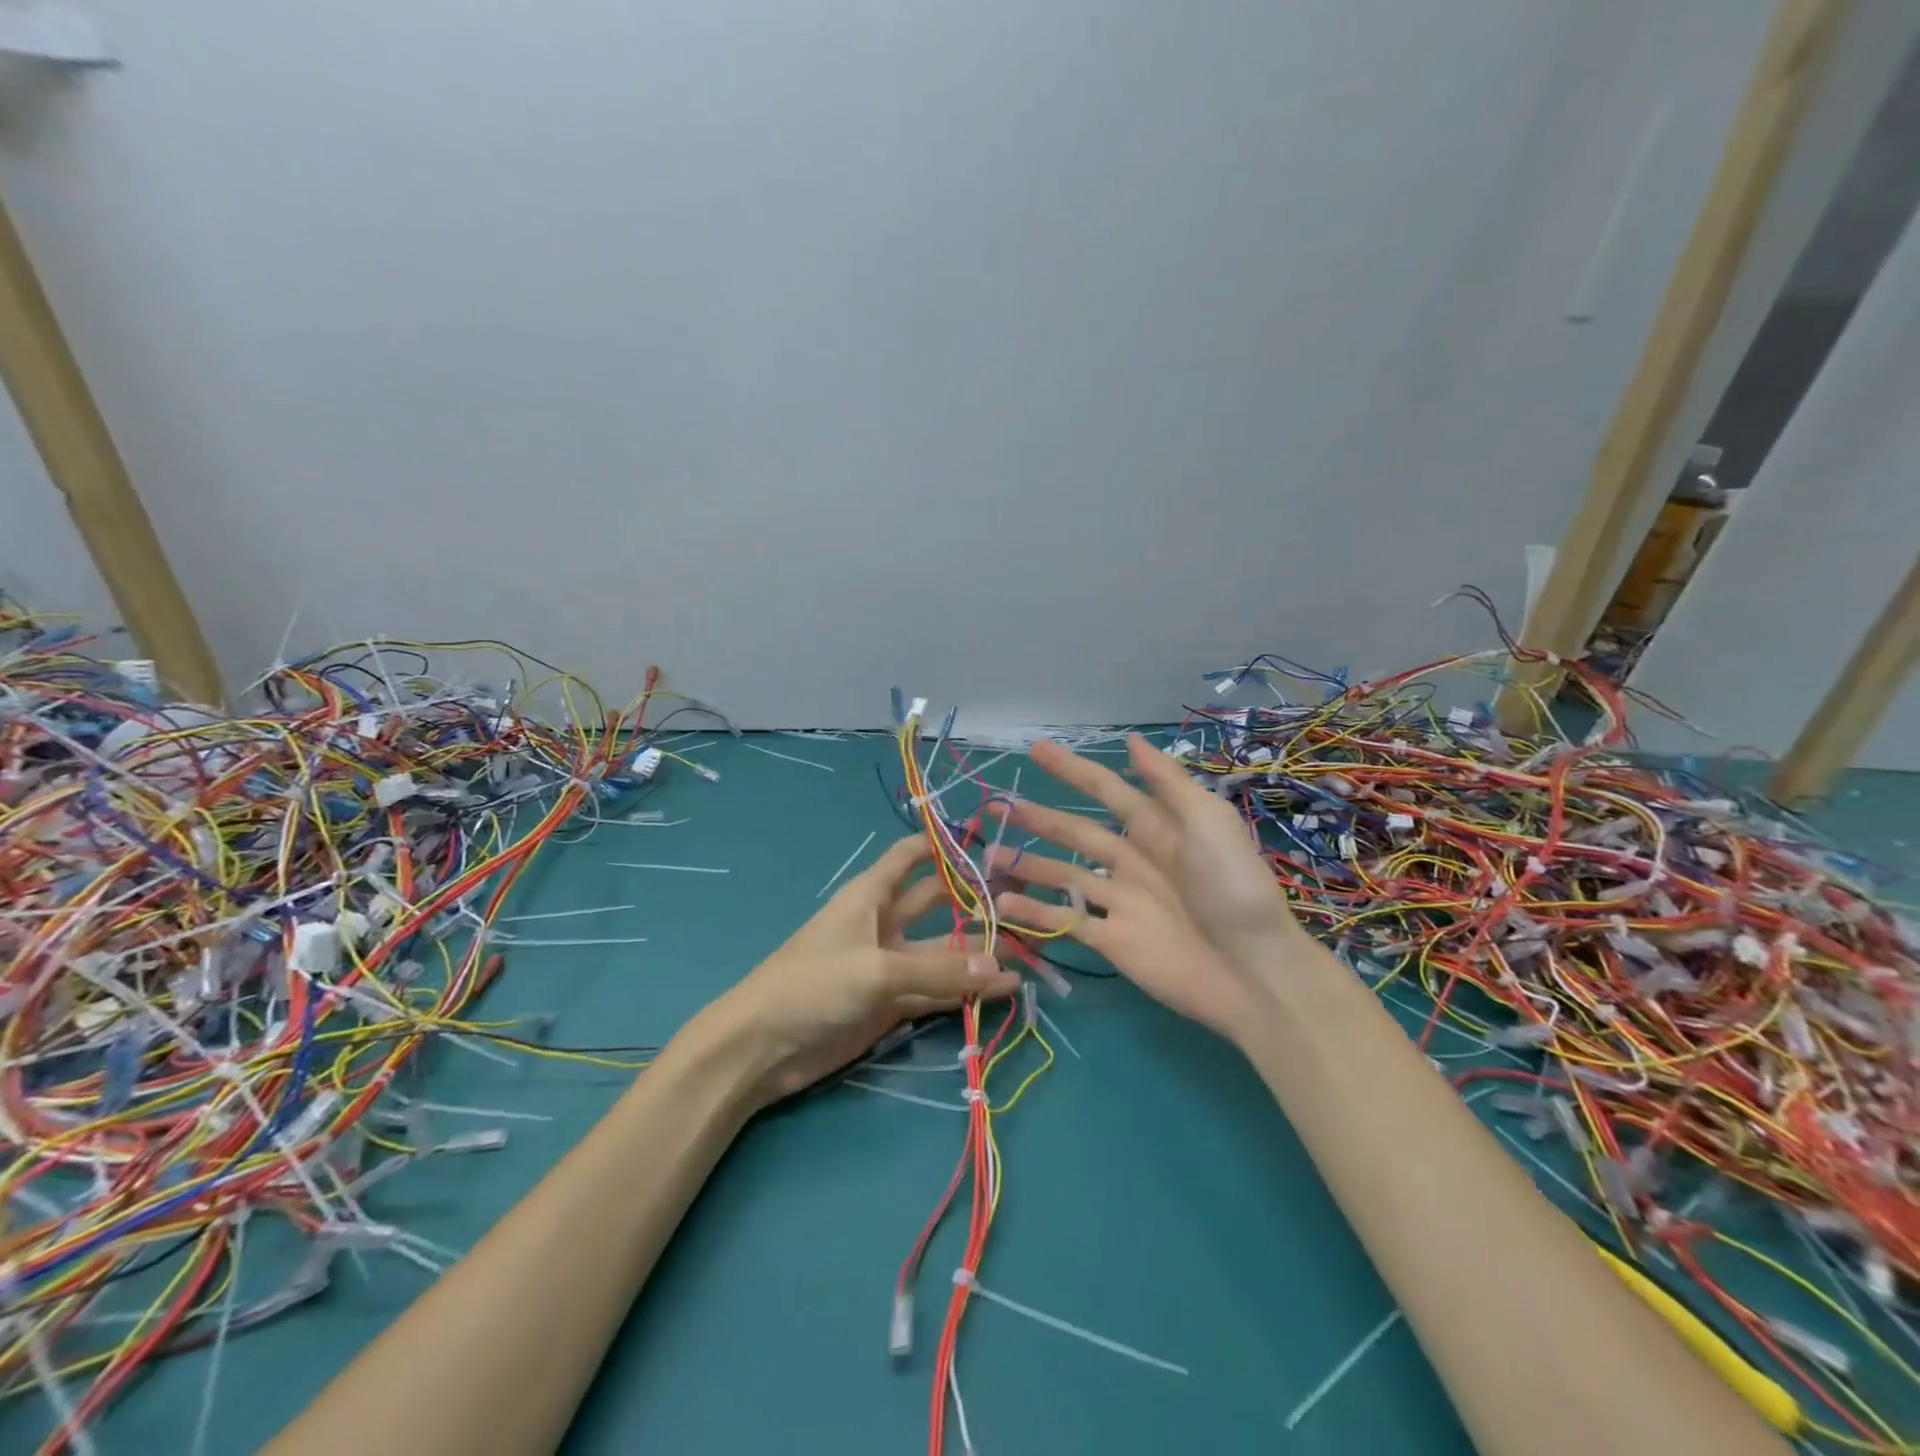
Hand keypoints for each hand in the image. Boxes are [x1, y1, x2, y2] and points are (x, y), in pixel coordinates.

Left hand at [709, 835, 1021, 1103]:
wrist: (762, 1048)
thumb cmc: (812, 984)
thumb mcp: (876, 971)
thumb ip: (938, 971)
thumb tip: (1001, 969)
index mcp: (871, 896)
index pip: (911, 857)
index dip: (943, 846)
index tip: (987, 841)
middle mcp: (884, 924)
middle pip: (936, 904)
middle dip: (974, 902)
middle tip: (1024, 900)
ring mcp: (889, 966)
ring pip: (942, 953)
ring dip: (977, 955)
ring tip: (1028, 953)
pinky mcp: (892, 1005)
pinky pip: (936, 992)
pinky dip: (966, 992)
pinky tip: (1002, 992)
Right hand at [987, 735, 1307, 1038]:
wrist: (1253, 972)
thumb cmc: (1233, 888)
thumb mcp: (1208, 821)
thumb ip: (1167, 782)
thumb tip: (1132, 739)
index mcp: (1157, 828)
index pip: (1105, 790)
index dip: (1071, 769)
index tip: (1035, 749)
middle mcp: (1132, 860)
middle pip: (1074, 833)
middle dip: (1036, 818)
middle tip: (994, 806)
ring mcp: (1120, 901)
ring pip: (1062, 876)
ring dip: (1026, 865)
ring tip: (986, 858)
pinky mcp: (1112, 940)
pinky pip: (1065, 921)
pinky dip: (1034, 913)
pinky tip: (1003, 905)